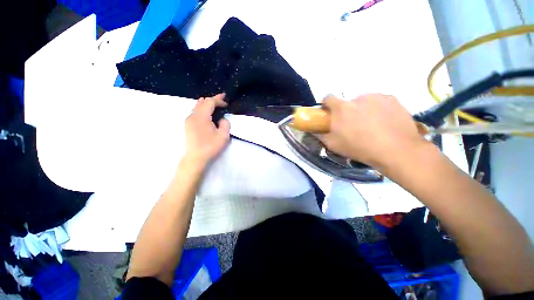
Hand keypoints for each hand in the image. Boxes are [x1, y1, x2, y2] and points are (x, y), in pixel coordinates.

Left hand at [183, 93, 229, 167]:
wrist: (195, 158)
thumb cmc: (210, 147)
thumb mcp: (223, 136)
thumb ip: (225, 124)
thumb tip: (222, 119)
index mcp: (201, 117)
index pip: (209, 102)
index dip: (218, 100)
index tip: (226, 102)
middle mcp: (192, 116)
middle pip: (202, 102)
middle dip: (213, 99)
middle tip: (222, 99)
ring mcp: (188, 120)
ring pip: (197, 107)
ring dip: (207, 104)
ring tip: (215, 103)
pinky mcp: (188, 125)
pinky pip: (195, 112)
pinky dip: (202, 109)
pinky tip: (206, 112)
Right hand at [317, 94, 425, 169]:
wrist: (396, 150)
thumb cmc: (359, 148)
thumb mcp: (333, 145)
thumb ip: (321, 135)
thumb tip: (314, 129)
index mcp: (341, 108)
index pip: (328, 98)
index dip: (327, 105)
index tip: (329, 113)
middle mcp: (357, 98)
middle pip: (347, 102)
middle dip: (347, 111)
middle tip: (353, 125)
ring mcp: (376, 97)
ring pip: (364, 101)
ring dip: (363, 109)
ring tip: (371, 125)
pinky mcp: (392, 98)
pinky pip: (379, 101)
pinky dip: (378, 109)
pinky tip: (384, 121)